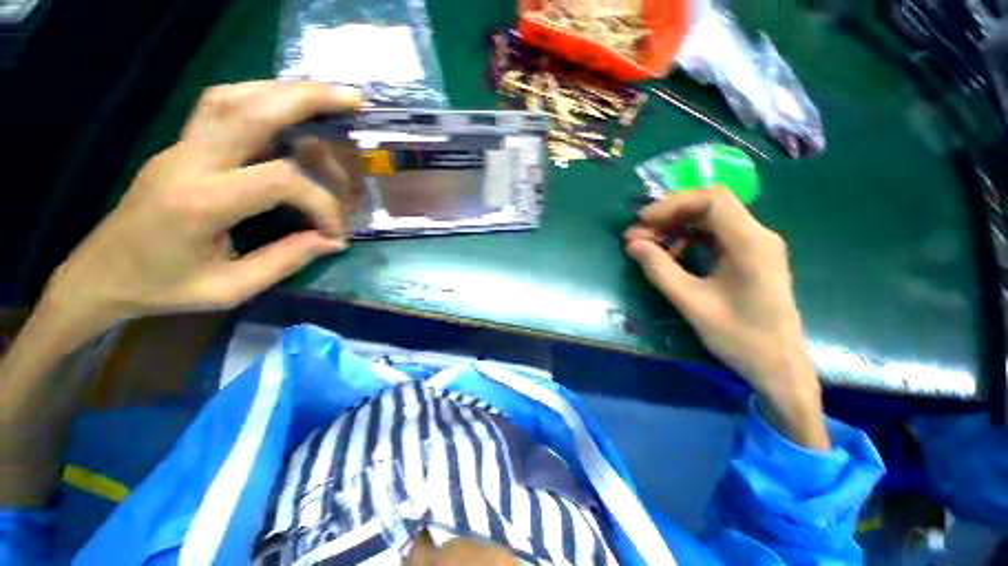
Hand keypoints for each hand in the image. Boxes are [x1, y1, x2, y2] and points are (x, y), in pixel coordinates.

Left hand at [47, 81, 360, 331]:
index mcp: (201, 203)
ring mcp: (181, 147)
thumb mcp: (230, 288)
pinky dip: (260, 96)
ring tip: (326, 96)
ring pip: (235, 96)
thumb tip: (332, 241)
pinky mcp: (181, 146)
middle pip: (252, 109)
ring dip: (284, 90)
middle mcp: (189, 161)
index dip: (322, 204)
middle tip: (354, 100)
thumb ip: (286, 261)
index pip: (281, 181)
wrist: (100, 274)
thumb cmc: (162, 287)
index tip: (335, 233)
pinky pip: (221, 105)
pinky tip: (285, 106)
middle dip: (309, 99)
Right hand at [625, 188, 827, 448]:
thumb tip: (633, 244)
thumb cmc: (739, 337)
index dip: (672, 204)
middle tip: (637, 236)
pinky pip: (714, 237)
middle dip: (668, 217)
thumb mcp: (691, 302)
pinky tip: (671, 256)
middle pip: (709, 207)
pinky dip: (687, 240)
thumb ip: (659, 269)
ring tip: (648, 247)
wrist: (778, 366)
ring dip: (675, 229)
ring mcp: (756, 245)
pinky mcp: (749, 257)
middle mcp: (757, 235)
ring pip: (709, 221)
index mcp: (750, 243)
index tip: (642, 222)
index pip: (712, 200)